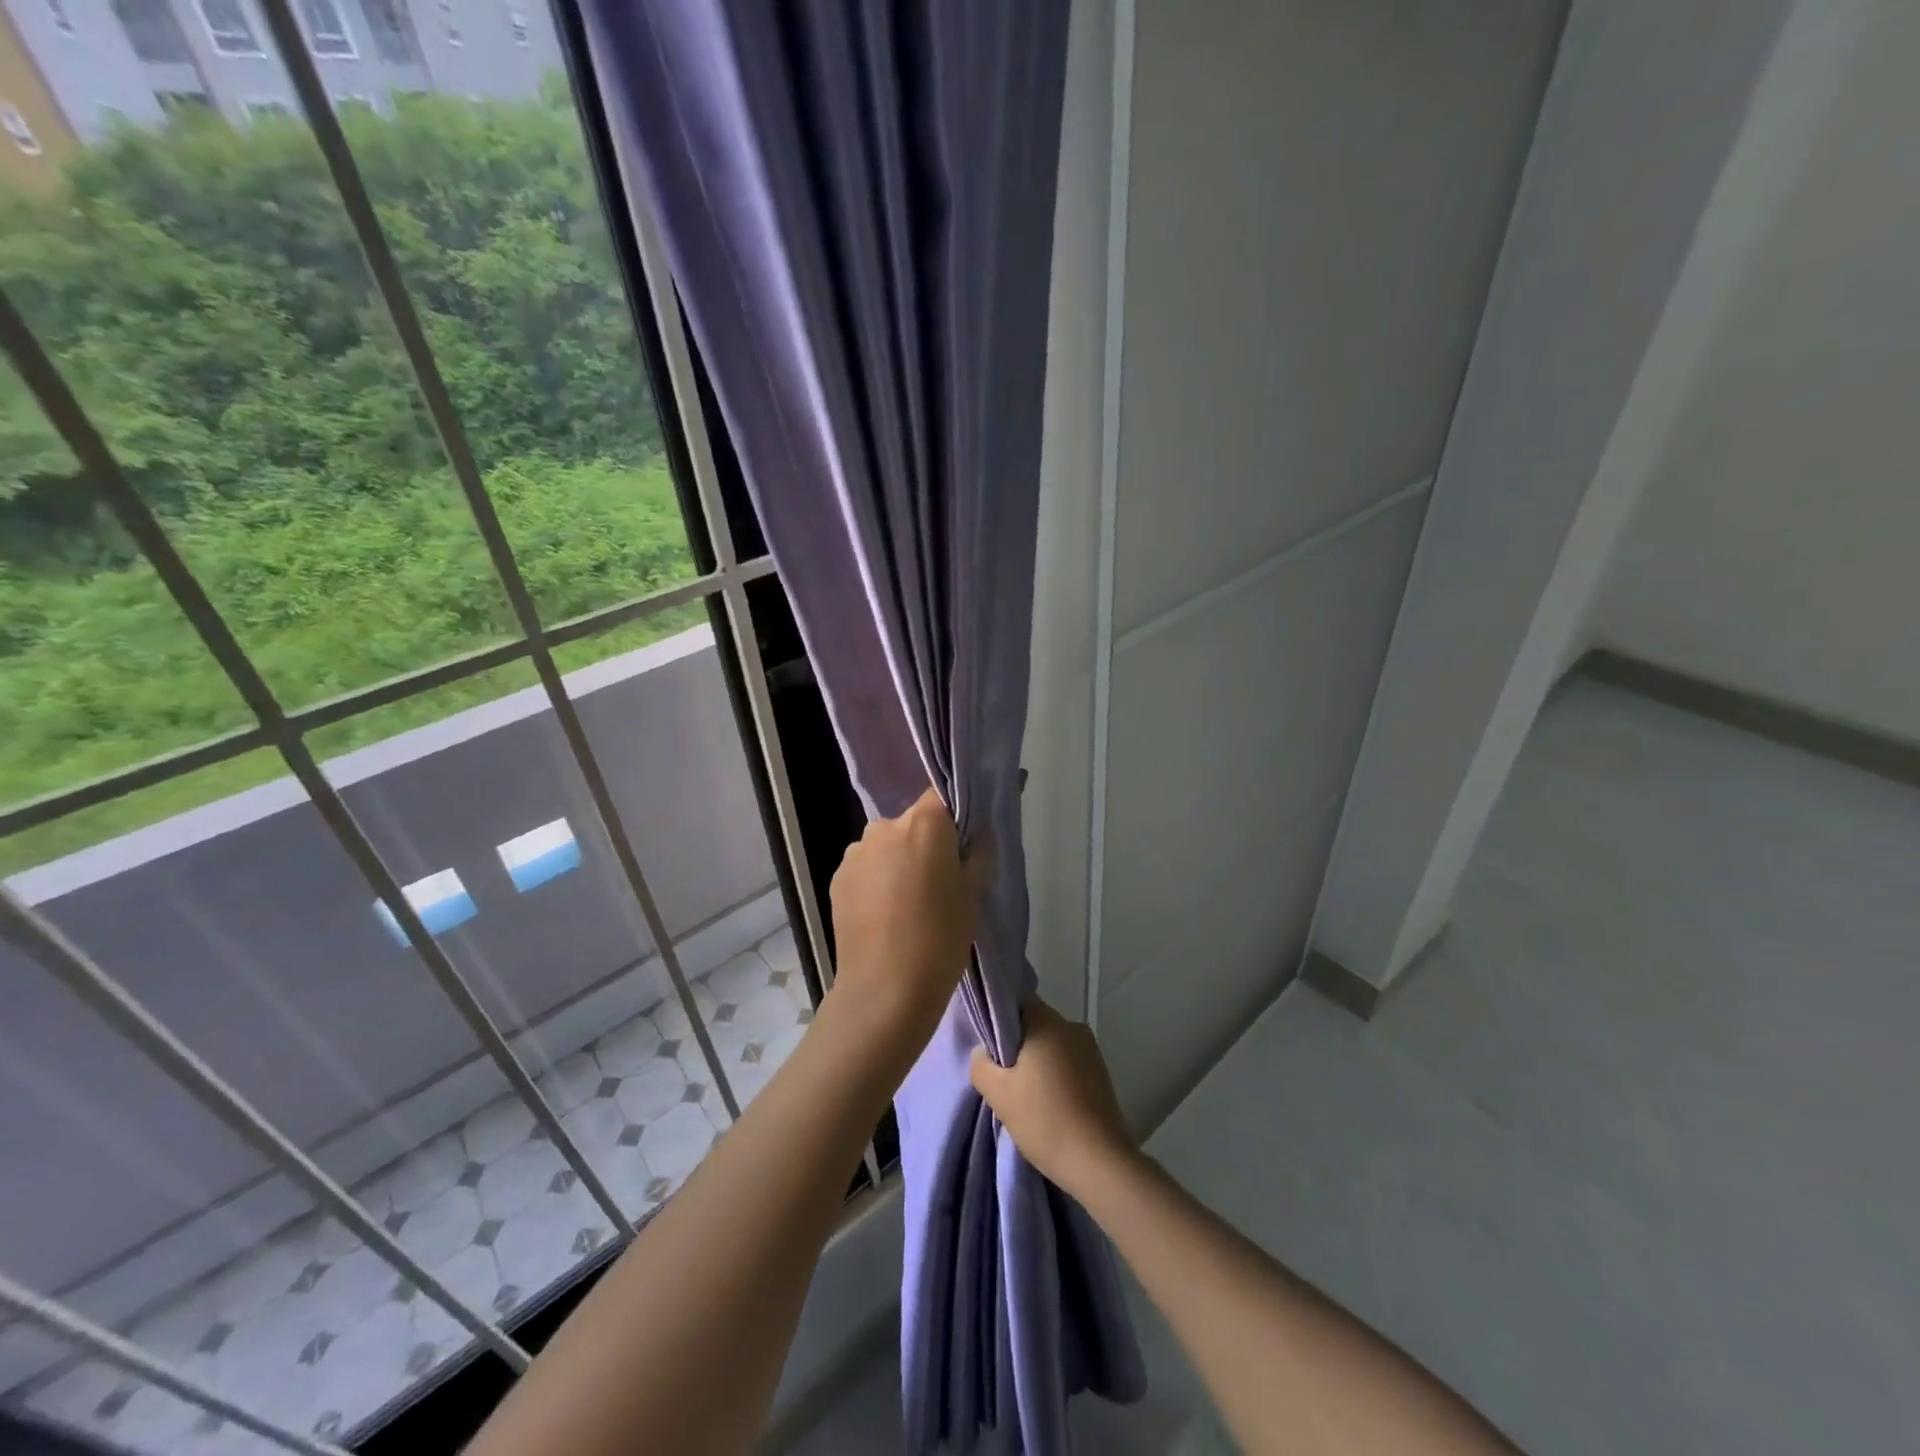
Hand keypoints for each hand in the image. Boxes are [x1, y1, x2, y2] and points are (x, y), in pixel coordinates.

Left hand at [828, 786, 990, 1058]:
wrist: (885, 990)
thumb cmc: (941, 938)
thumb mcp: (973, 894)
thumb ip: (978, 851)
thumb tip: (978, 830)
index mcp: (924, 823)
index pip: (941, 796)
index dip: (954, 813)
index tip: (963, 837)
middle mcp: (884, 826)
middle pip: (912, 822)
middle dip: (926, 843)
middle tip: (940, 881)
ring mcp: (855, 852)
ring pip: (887, 846)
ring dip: (898, 862)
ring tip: (909, 903)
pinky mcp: (836, 878)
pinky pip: (866, 868)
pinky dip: (877, 881)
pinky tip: (885, 914)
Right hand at [970, 998, 1135, 1198]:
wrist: (1098, 1161)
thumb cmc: (1044, 1119)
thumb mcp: (998, 1093)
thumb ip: (981, 1064)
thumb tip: (983, 1052)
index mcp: (1047, 1022)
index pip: (1017, 1003)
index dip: (1000, 1023)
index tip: (990, 1050)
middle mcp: (1072, 1026)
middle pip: (1035, 1025)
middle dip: (1018, 1046)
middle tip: (1004, 1078)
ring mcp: (1090, 1050)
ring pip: (1052, 1046)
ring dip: (1038, 1063)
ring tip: (1026, 1096)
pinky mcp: (1102, 1073)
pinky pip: (1069, 1063)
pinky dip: (1056, 1076)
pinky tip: (1049, 1105)